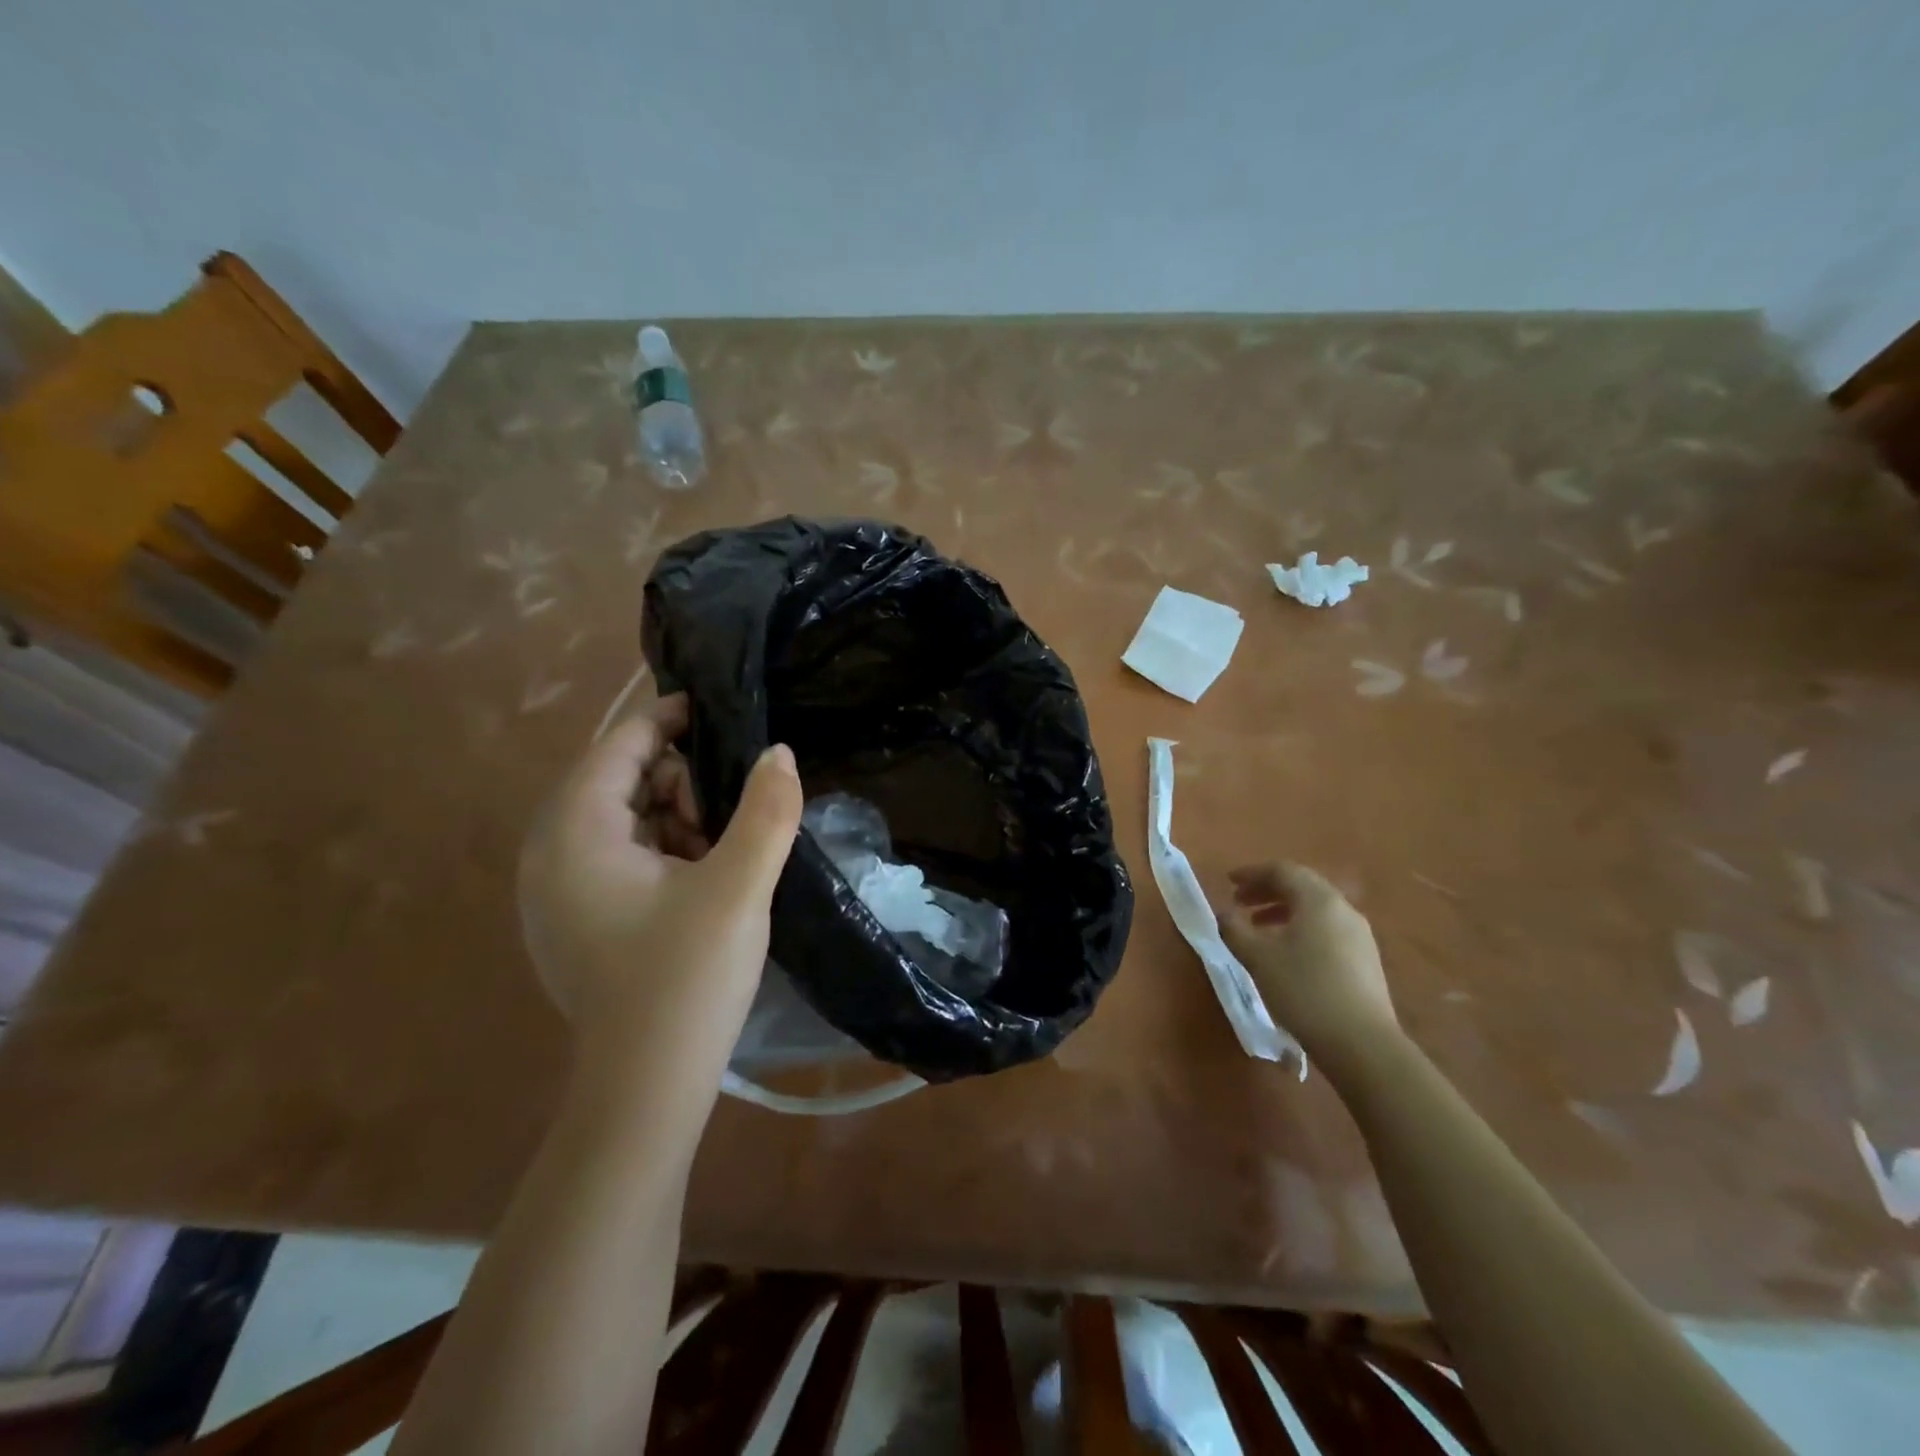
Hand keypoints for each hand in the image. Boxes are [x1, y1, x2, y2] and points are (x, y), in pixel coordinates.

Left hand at [518, 691, 802, 1087]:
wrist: (646, 1090)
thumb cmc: (686, 979)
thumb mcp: (738, 888)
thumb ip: (766, 811)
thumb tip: (780, 752)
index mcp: (574, 834)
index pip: (618, 746)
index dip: (669, 719)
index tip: (719, 712)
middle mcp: (550, 854)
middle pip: (620, 780)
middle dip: (680, 784)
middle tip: (727, 820)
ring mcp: (557, 892)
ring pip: (625, 820)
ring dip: (677, 820)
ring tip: (720, 856)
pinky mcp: (575, 921)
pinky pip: (620, 858)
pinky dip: (663, 853)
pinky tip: (701, 884)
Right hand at [1214, 862, 1398, 1068]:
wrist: (1362, 1044)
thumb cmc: (1304, 990)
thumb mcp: (1257, 957)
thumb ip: (1234, 929)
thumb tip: (1224, 914)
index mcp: (1318, 900)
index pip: (1283, 871)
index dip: (1252, 873)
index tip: (1228, 882)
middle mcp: (1343, 909)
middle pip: (1302, 886)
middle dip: (1268, 891)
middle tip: (1240, 902)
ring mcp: (1359, 935)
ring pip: (1316, 910)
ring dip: (1284, 912)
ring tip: (1259, 929)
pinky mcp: (1366, 960)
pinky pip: (1328, 930)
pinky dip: (1302, 929)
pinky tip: (1288, 954)